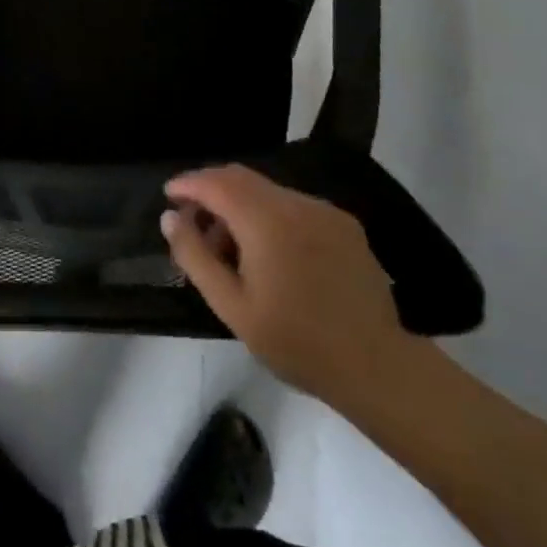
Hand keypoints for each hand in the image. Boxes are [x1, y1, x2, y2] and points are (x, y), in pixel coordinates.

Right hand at [161, 165, 413, 409]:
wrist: (378, 368)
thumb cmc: (297, 342)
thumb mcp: (233, 307)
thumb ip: (195, 256)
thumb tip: (170, 217)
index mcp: (265, 220)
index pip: (215, 182)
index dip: (187, 184)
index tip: (169, 197)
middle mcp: (294, 202)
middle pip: (240, 177)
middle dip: (211, 191)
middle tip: (194, 223)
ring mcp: (323, 210)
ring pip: (267, 191)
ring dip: (240, 205)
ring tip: (232, 247)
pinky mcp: (344, 224)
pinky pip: (294, 205)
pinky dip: (270, 215)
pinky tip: (272, 253)